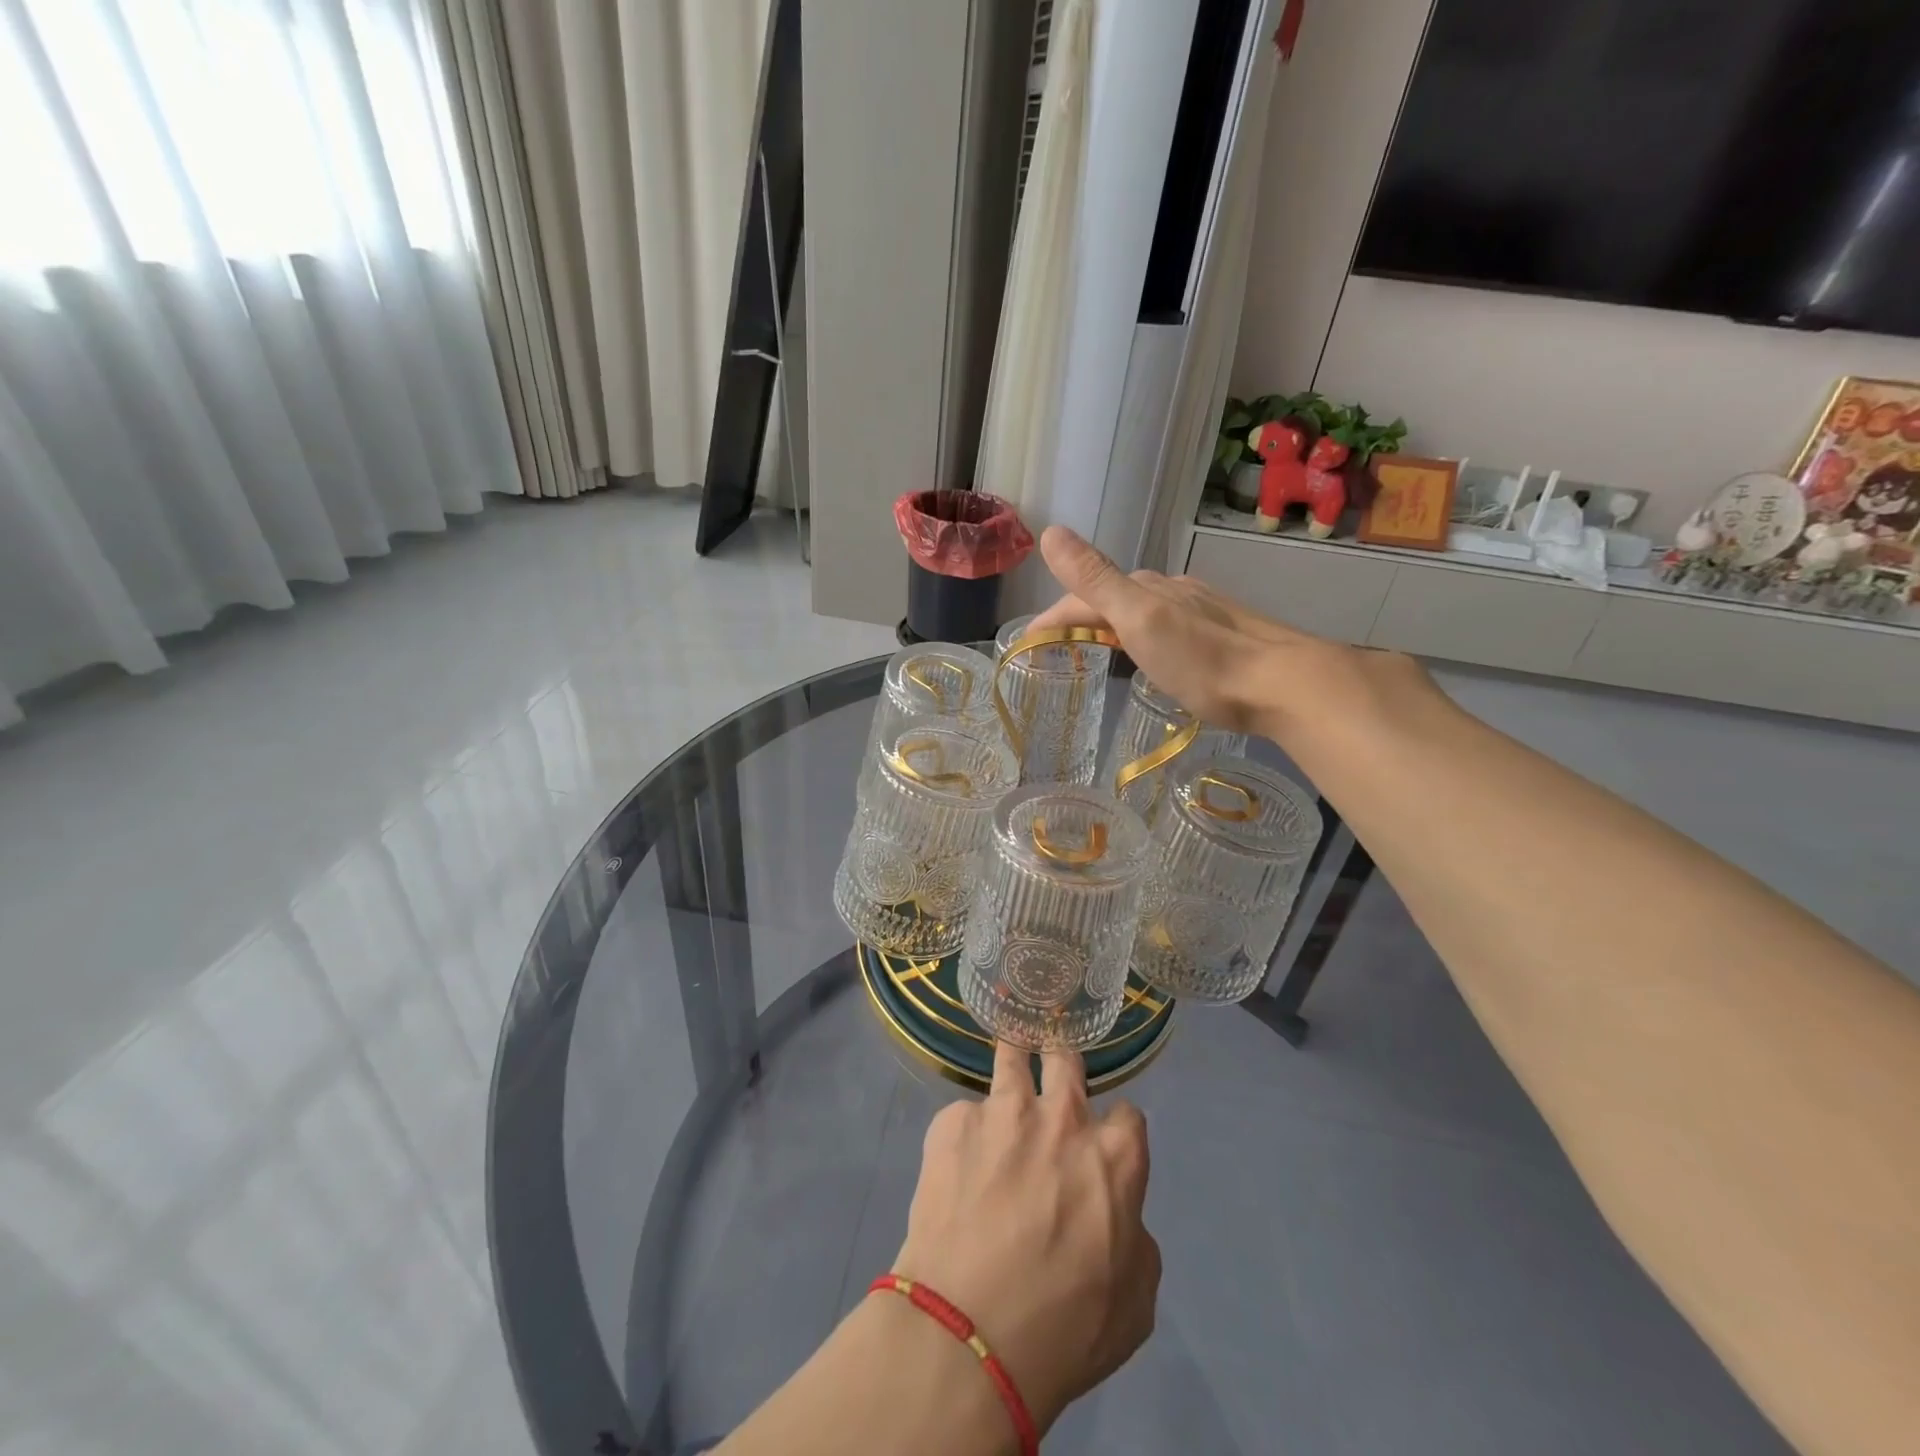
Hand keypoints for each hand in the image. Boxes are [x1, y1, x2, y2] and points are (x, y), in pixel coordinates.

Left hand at [890, 1042, 1159, 1433]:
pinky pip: (964, 1114)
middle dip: (1062, 1067)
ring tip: (1004, 1080)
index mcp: (1114, 1155)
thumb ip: (1134, 1238)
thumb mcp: (1134, 1302)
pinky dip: (965, 1133)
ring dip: (1013, 1063)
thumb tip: (1117, 1215)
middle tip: (1051, 1088)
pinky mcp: (952, 1120)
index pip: (1128, 1115)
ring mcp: (1003, 1110)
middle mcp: (1062, 1116)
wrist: (967, 1332)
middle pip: (1067, 1058)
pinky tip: (955, 1167)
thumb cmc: (1064, 1329)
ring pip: (1011, 1054)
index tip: (1102, 1148)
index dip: (1116, 1132)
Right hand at [1026, 525, 1338, 735]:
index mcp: (1146, 587)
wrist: (1283, 682)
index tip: (1027, 642)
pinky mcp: (1219, 633)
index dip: (1052, 616)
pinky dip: (1140, 637)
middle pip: (1111, 599)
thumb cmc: (1203, 659)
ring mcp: (1198, 610)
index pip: (1083, 595)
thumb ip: (1096, 578)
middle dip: (1078, 618)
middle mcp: (1171, 590)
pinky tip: (1150, 654)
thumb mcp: (1140, 619)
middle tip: (1056, 648)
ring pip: (1139, 611)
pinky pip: (1164, 626)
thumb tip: (1051, 531)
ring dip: (1110, 626)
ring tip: (1094, 651)